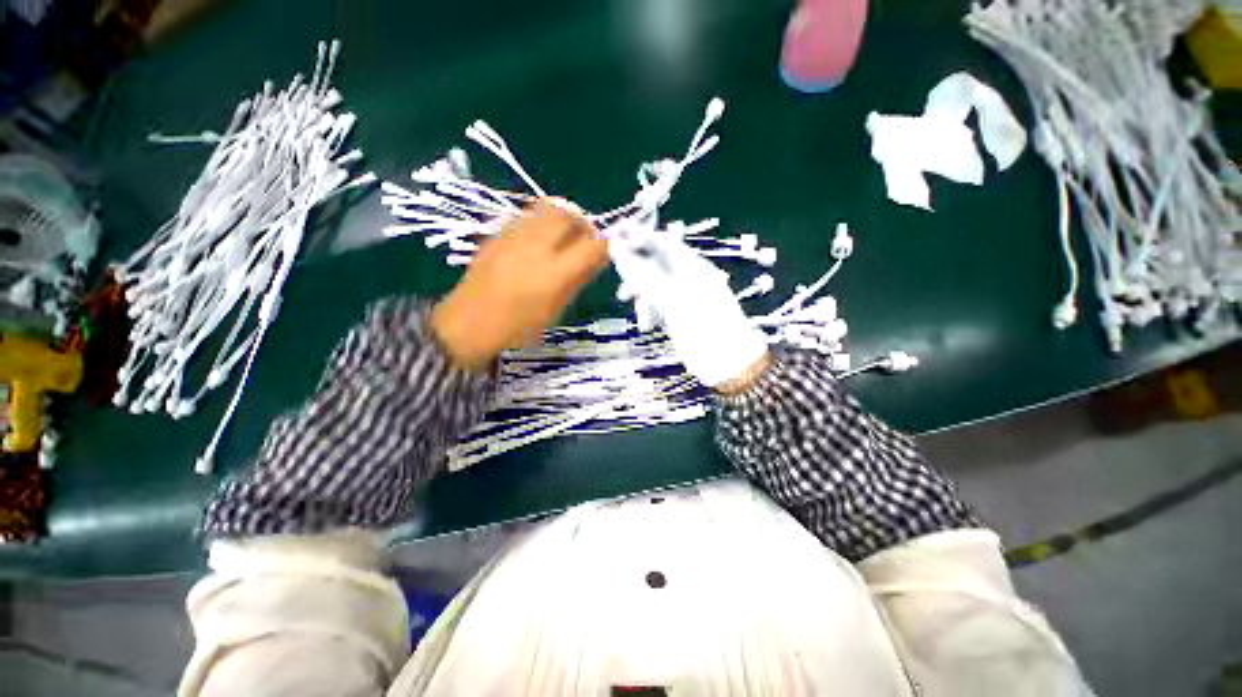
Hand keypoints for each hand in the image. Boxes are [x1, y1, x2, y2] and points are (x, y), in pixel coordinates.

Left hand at [432, 201, 606, 369]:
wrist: (468, 323)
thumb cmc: (517, 326)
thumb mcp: (555, 310)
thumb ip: (577, 280)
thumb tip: (597, 258)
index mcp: (554, 272)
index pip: (592, 246)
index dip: (605, 244)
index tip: (606, 249)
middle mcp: (535, 246)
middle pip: (567, 214)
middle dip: (582, 222)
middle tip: (584, 238)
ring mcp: (513, 236)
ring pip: (546, 208)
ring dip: (562, 218)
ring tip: (562, 237)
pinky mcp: (497, 233)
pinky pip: (527, 216)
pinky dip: (541, 222)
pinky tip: (538, 242)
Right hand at [609, 228, 769, 387]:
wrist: (728, 363)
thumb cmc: (706, 327)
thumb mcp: (675, 299)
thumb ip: (647, 276)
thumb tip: (620, 253)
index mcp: (692, 266)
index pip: (661, 242)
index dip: (638, 236)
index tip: (614, 235)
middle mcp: (686, 277)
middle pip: (653, 261)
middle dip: (633, 266)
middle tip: (615, 269)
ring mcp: (681, 297)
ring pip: (650, 284)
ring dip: (638, 291)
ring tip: (626, 300)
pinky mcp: (676, 315)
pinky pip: (654, 304)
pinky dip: (646, 310)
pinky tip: (646, 323)